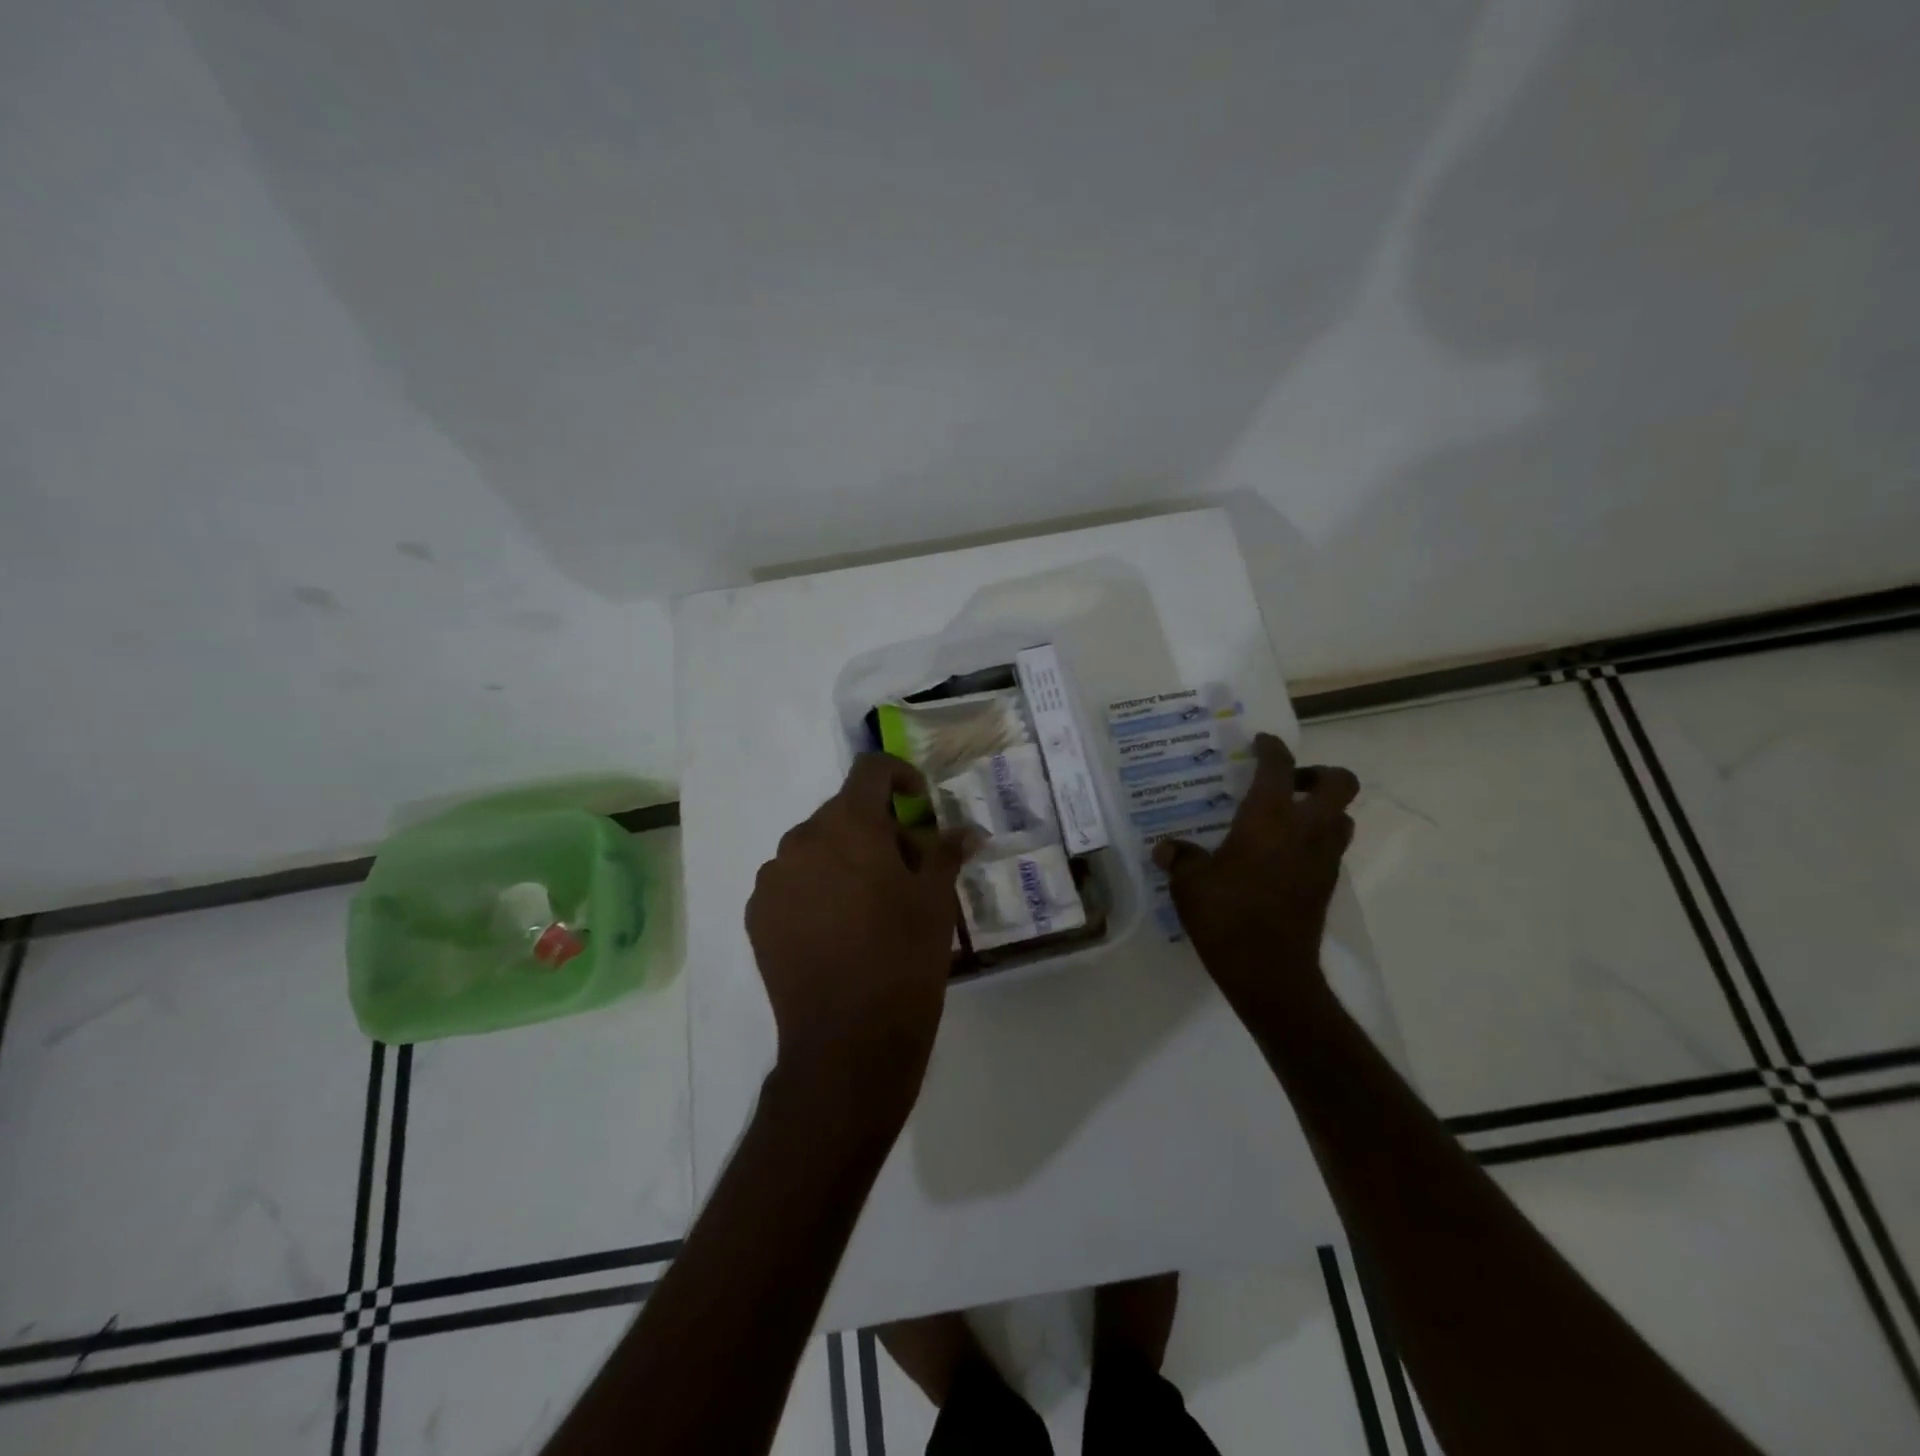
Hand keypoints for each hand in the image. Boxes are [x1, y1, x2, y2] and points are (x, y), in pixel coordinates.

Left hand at [746, 754, 974, 1120]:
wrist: (846, 1041)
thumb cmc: (903, 959)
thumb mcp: (936, 901)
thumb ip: (946, 852)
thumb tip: (967, 830)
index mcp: (848, 825)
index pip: (870, 770)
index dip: (900, 776)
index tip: (920, 805)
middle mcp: (802, 839)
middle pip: (844, 812)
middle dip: (878, 829)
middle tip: (908, 869)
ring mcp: (773, 878)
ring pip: (816, 847)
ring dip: (846, 858)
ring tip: (872, 904)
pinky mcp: (758, 915)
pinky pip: (793, 881)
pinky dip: (817, 888)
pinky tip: (839, 929)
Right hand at [1152, 732, 1358, 1013]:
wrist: (1269, 971)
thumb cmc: (1226, 916)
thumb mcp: (1189, 883)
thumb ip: (1180, 858)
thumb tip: (1166, 849)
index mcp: (1269, 817)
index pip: (1278, 766)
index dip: (1271, 748)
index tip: (1261, 742)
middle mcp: (1306, 829)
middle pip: (1340, 783)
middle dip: (1319, 773)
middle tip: (1288, 782)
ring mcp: (1324, 858)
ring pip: (1343, 817)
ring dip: (1322, 809)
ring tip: (1287, 817)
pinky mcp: (1327, 885)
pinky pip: (1331, 847)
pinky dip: (1315, 840)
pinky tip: (1281, 855)